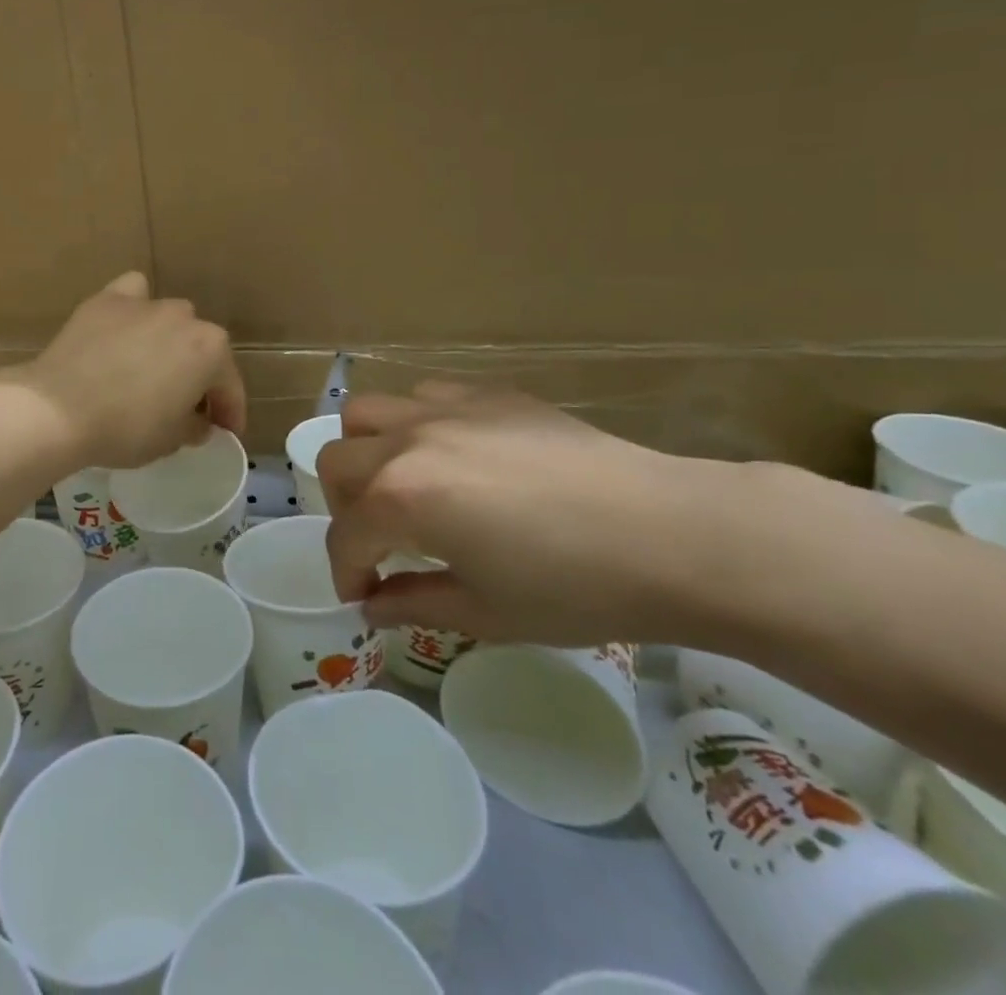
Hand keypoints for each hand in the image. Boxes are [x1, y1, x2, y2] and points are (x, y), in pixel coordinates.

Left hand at [9, 272, 246, 470]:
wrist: (58, 409)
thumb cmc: (125, 429)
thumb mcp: (170, 441)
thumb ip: (194, 427)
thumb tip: (197, 422)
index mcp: (211, 350)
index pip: (229, 386)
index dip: (230, 413)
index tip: (226, 432)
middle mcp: (184, 317)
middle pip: (201, 349)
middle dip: (198, 376)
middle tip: (185, 406)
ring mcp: (144, 303)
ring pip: (170, 320)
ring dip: (169, 342)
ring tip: (150, 368)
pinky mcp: (106, 300)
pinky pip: (132, 296)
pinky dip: (134, 309)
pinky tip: (126, 328)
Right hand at [319, 384, 731, 647]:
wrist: (669, 533)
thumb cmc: (574, 587)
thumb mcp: (485, 612)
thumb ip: (413, 603)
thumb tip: (372, 604)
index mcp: (402, 499)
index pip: (346, 536)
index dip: (345, 573)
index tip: (362, 596)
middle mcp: (408, 442)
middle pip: (336, 461)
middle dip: (343, 508)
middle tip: (377, 541)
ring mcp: (446, 409)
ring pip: (366, 412)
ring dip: (367, 452)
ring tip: (402, 484)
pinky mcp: (486, 393)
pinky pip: (423, 395)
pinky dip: (415, 424)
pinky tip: (452, 454)